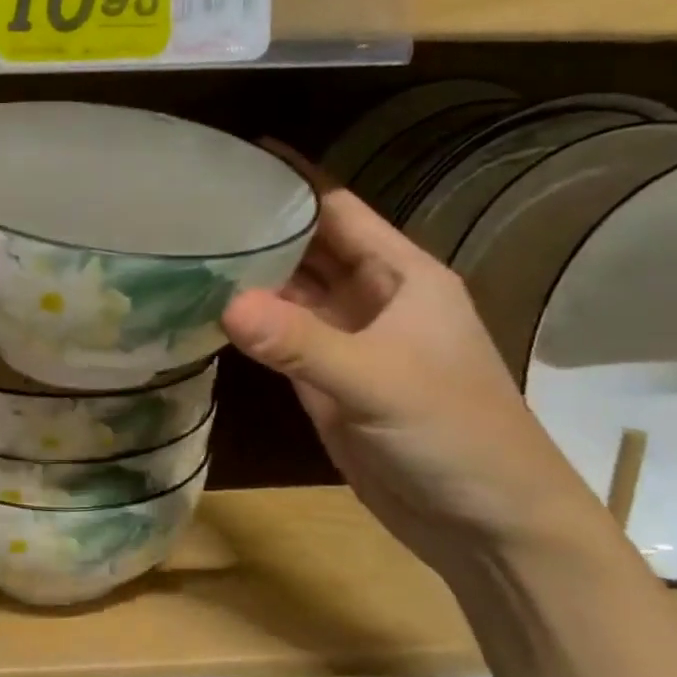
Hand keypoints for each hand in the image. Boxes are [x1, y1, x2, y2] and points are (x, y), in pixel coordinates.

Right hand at [220, 152, 612, 578]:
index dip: (294, 179)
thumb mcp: (379, 382)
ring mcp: (348, 341)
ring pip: (291, 293)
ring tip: (190, 246)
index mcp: (402, 276)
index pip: (339, 210)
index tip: (239, 153)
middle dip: (262, 223)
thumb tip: (224, 302)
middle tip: (196, 201)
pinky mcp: (327, 381)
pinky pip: (281, 339)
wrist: (486, 523)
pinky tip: (208, 309)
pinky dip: (250, 324)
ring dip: (249, 273)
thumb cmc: (454, 434)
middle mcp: (373, 298)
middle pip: (309, 247)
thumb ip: (302, 344)